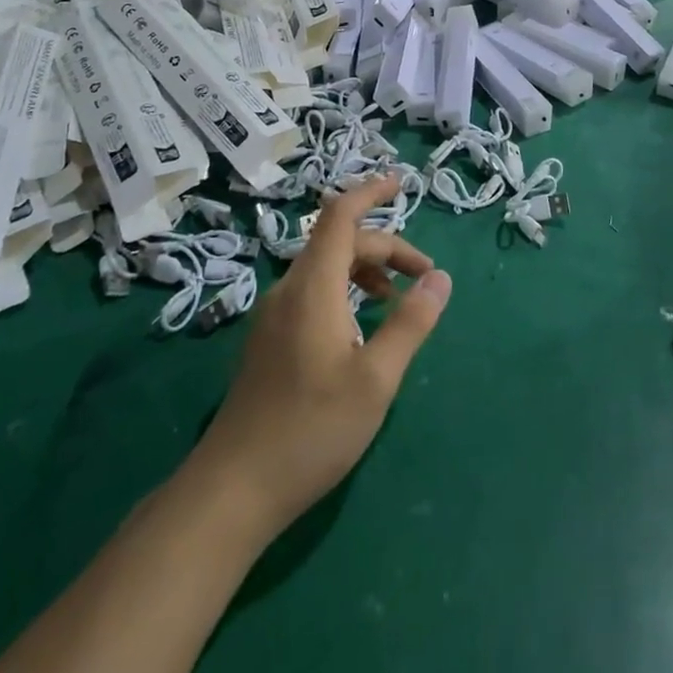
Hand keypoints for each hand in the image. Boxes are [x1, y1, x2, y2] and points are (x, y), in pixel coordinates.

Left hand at [194, 175, 450, 536]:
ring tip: (396, 302)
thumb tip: (440, 278)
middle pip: (340, 243)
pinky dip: (345, 291)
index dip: (370, 192)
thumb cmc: (311, 430)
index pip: (340, 216)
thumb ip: (410, 323)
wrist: (232, 489)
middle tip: (424, 279)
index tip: (401, 183)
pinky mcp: (269, 340)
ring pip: (325, 269)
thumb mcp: (376, 379)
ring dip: (365, 271)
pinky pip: (312, 292)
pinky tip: (360, 329)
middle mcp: (289, 290)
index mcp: (313, 287)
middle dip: (386, 248)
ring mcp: (273, 316)